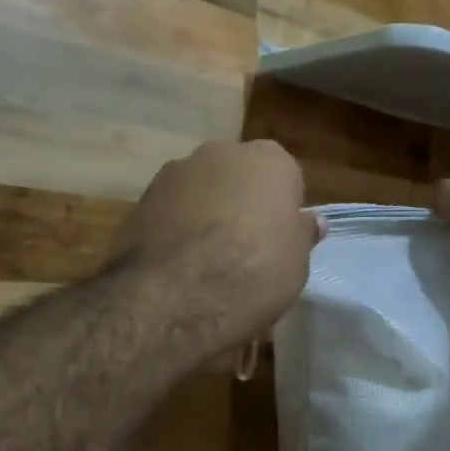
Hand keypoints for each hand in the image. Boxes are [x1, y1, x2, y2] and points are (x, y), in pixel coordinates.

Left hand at [112, 140, 320, 351]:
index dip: (284, 212)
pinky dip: (177, 230)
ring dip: (207, 216)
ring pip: (203, 193)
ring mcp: (175, 172)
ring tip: (206, 263)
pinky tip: (178, 267)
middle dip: (243, 205)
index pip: (286, 179)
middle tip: (246, 251)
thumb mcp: (296, 263)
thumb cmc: (253, 273)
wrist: (172, 298)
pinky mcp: (141, 199)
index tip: (280, 242)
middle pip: (240, 179)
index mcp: (269, 159)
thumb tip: (308, 221)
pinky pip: (172, 212)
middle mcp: (221, 152)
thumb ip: (301, 234)